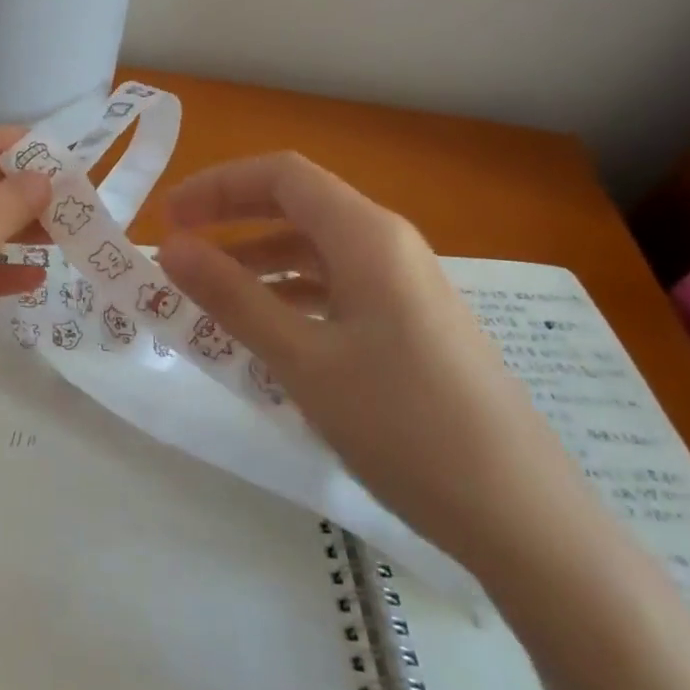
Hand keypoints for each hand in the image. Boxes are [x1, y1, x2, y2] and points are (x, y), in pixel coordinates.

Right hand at [156, 153, 584, 571]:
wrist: (521, 514)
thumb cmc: (404, 425)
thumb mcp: (303, 360)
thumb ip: (233, 297)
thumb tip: (171, 247)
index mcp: (367, 236)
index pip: (282, 175)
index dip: (218, 186)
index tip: (168, 217)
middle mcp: (389, 245)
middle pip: (299, 204)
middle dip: (233, 216)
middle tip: (177, 245)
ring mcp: (405, 285)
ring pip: (316, 249)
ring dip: (258, 260)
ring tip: (207, 294)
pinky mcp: (411, 323)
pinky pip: (337, 288)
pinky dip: (290, 295)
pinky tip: (264, 331)